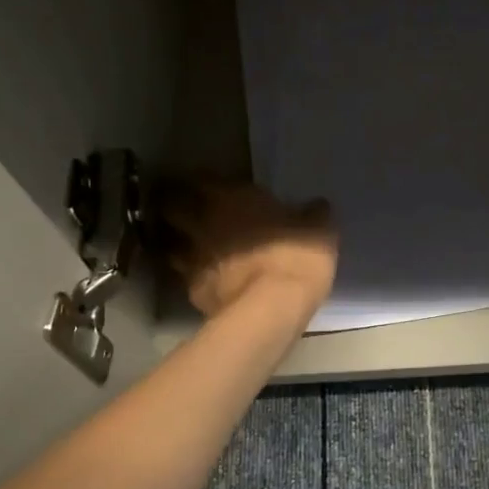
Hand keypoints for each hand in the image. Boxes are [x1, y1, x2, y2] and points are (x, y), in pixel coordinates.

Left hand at [162, 181, 338, 318]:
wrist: (271, 309)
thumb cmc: (295, 258)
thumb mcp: (319, 232)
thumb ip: (314, 216)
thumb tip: (318, 205)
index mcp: (228, 199)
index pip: (197, 179)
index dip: (197, 182)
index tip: (203, 185)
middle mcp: (201, 223)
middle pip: (169, 207)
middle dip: (173, 206)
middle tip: (184, 210)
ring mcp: (191, 259)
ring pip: (169, 243)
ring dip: (176, 242)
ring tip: (189, 246)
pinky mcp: (192, 292)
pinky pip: (185, 278)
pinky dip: (191, 277)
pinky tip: (205, 282)